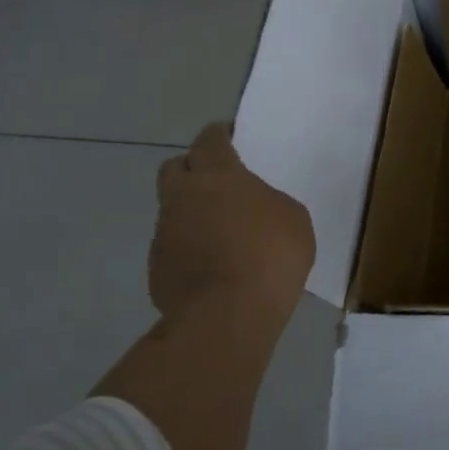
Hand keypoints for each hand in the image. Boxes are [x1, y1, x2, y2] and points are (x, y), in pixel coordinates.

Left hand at [148, 122, 314, 321]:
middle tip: (217, 179)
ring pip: (172, 209)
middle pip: (174, 167)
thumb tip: (250, 210)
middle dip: (192, 167)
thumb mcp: (292, 217)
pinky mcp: (156, 268)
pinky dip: (189, 246)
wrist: (228, 314)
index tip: (230, 135)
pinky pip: (173, 245)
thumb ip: (267, 202)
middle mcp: (183, 197)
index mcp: (218, 175)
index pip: (209, 140)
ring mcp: (164, 234)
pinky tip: (212, 263)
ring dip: (191, 211)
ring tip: (220, 229)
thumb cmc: (271, 254)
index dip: (219, 135)